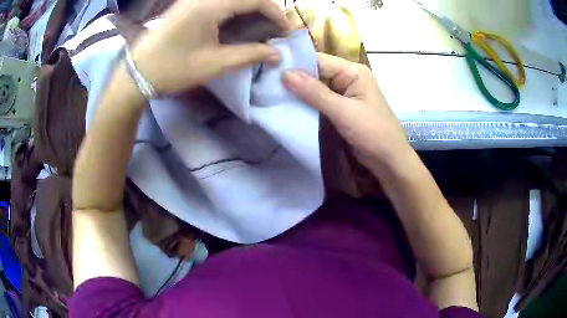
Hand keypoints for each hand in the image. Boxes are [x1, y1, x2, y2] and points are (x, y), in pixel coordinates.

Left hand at [130, 0, 288, 94]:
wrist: (137, 72)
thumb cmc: (173, 69)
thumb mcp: (213, 64)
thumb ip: (249, 55)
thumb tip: (276, 54)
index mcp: (210, 5)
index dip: (276, 13)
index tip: (285, 31)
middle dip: (266, 9)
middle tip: (274, 29)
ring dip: (251, 8)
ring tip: (260, 27)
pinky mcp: (189, 4)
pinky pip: (220, 1)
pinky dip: (235, 9)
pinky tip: (238, 23)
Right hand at [282, 53, 408, 170]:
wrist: (389, 160)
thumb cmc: (372, 133)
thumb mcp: (343, 112)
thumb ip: (314, 93)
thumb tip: (285, 74)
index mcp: (353, 71)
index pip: (319, 60)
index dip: (295, 64)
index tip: (270, 70)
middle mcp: (348, 77)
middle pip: (316, 72)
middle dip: (294, 78)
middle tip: (266, 83)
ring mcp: (344, 93)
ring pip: (316, 86)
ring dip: (298, 91)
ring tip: (271, 93)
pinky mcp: (341, 107)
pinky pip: (320, 100)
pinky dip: (306, 103)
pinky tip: (288, 105)